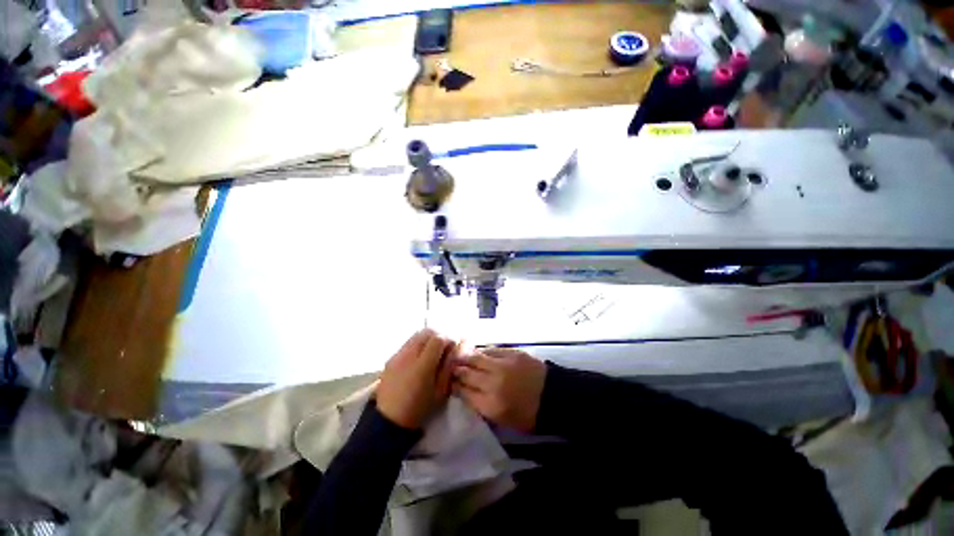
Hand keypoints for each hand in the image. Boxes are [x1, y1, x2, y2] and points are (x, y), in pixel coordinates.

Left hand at [377, 329, 456, 428]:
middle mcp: (409, 355)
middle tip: (443, 348)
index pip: (438, 338)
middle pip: (427, 332)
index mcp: (423, 365)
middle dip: (438, 336)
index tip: (452, 348)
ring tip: (431, 352)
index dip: (448, 340)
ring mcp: (398, 355)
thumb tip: (453, 349)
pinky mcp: (391, 358)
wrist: (388, 420)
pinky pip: (408, 343)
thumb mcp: (440, 391)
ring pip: (416, 335)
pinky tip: (419, 358)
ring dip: (427, 339)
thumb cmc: (419, 408)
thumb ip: (448, 367)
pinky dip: (417, 344)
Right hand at [453, 348, 546, 432]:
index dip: (453, 385)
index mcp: (490, 404)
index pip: (463, 391)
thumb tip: (465, 391)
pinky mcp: (511, 353)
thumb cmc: (528, 415)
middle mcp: (493, 382)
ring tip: (460, 356)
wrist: (553, 396)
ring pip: (476, 357)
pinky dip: (482, 352)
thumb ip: (481, 405)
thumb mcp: (502, 420)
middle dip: (455, 370)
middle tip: (450, 367)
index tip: (449, 382)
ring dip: (465, 357)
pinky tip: (478, 352)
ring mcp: (502, 365)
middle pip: (466, 372)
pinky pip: (490, 350)